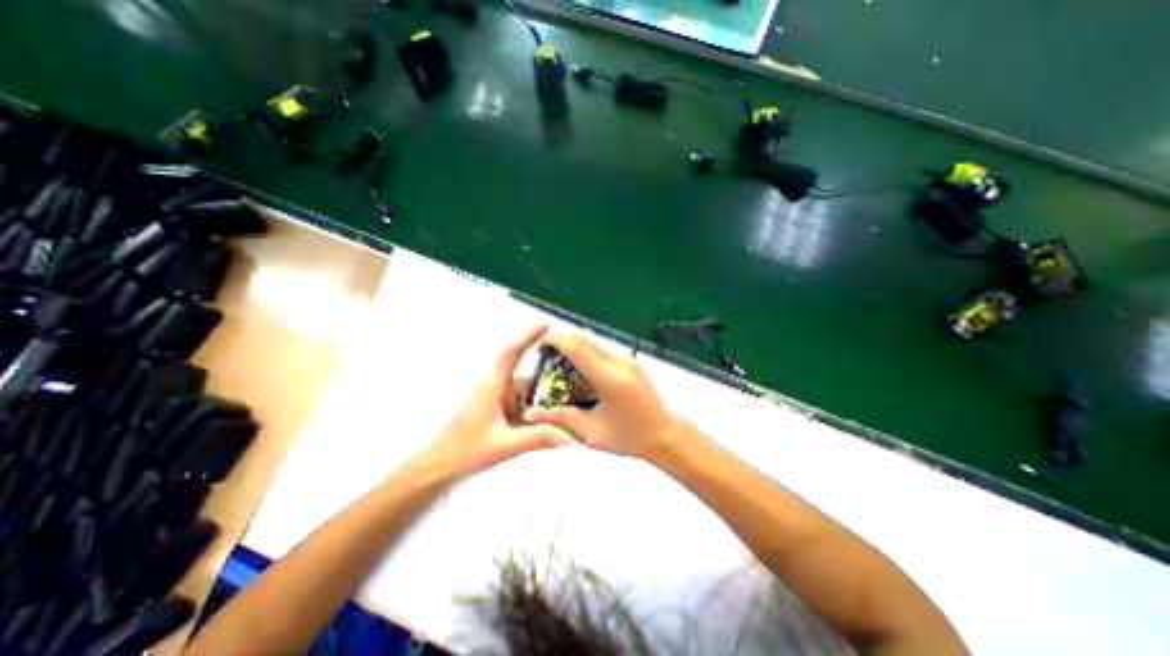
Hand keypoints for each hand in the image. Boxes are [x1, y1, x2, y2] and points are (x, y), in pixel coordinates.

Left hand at [427, 327, 579, 479]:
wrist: (440, 466)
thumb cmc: (465, 451)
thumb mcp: (503, 446)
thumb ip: (537, 439)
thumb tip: (570, 437)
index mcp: (493, 385)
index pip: (512, 353)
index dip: (528, 336)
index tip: (546, 323)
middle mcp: (498, 386)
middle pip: (529, 375)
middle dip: (552, 375)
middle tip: (578, 375)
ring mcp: (500, 399)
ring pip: (529, 392)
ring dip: (547, 396)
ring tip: (575, 399)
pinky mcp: (502, 410)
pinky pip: (526, 404)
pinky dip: (540, 408)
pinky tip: (557, 416)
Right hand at [522, 328, 687, 460]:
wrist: (665, 434)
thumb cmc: (628, 437)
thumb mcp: (592, 433)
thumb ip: (561, 418)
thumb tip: (530, 413)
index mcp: (610, 379)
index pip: (578, 349)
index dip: (556, 340)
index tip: (539, 342)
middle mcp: (620, 362)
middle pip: (586, 338)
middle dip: (563, 338)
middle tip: (545, 350)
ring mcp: (628, 359)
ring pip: (595, 341)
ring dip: (575, 343)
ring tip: (559, 357)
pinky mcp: (631, 360)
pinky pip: (604, 348)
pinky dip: (587, 350)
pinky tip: (579, 365)